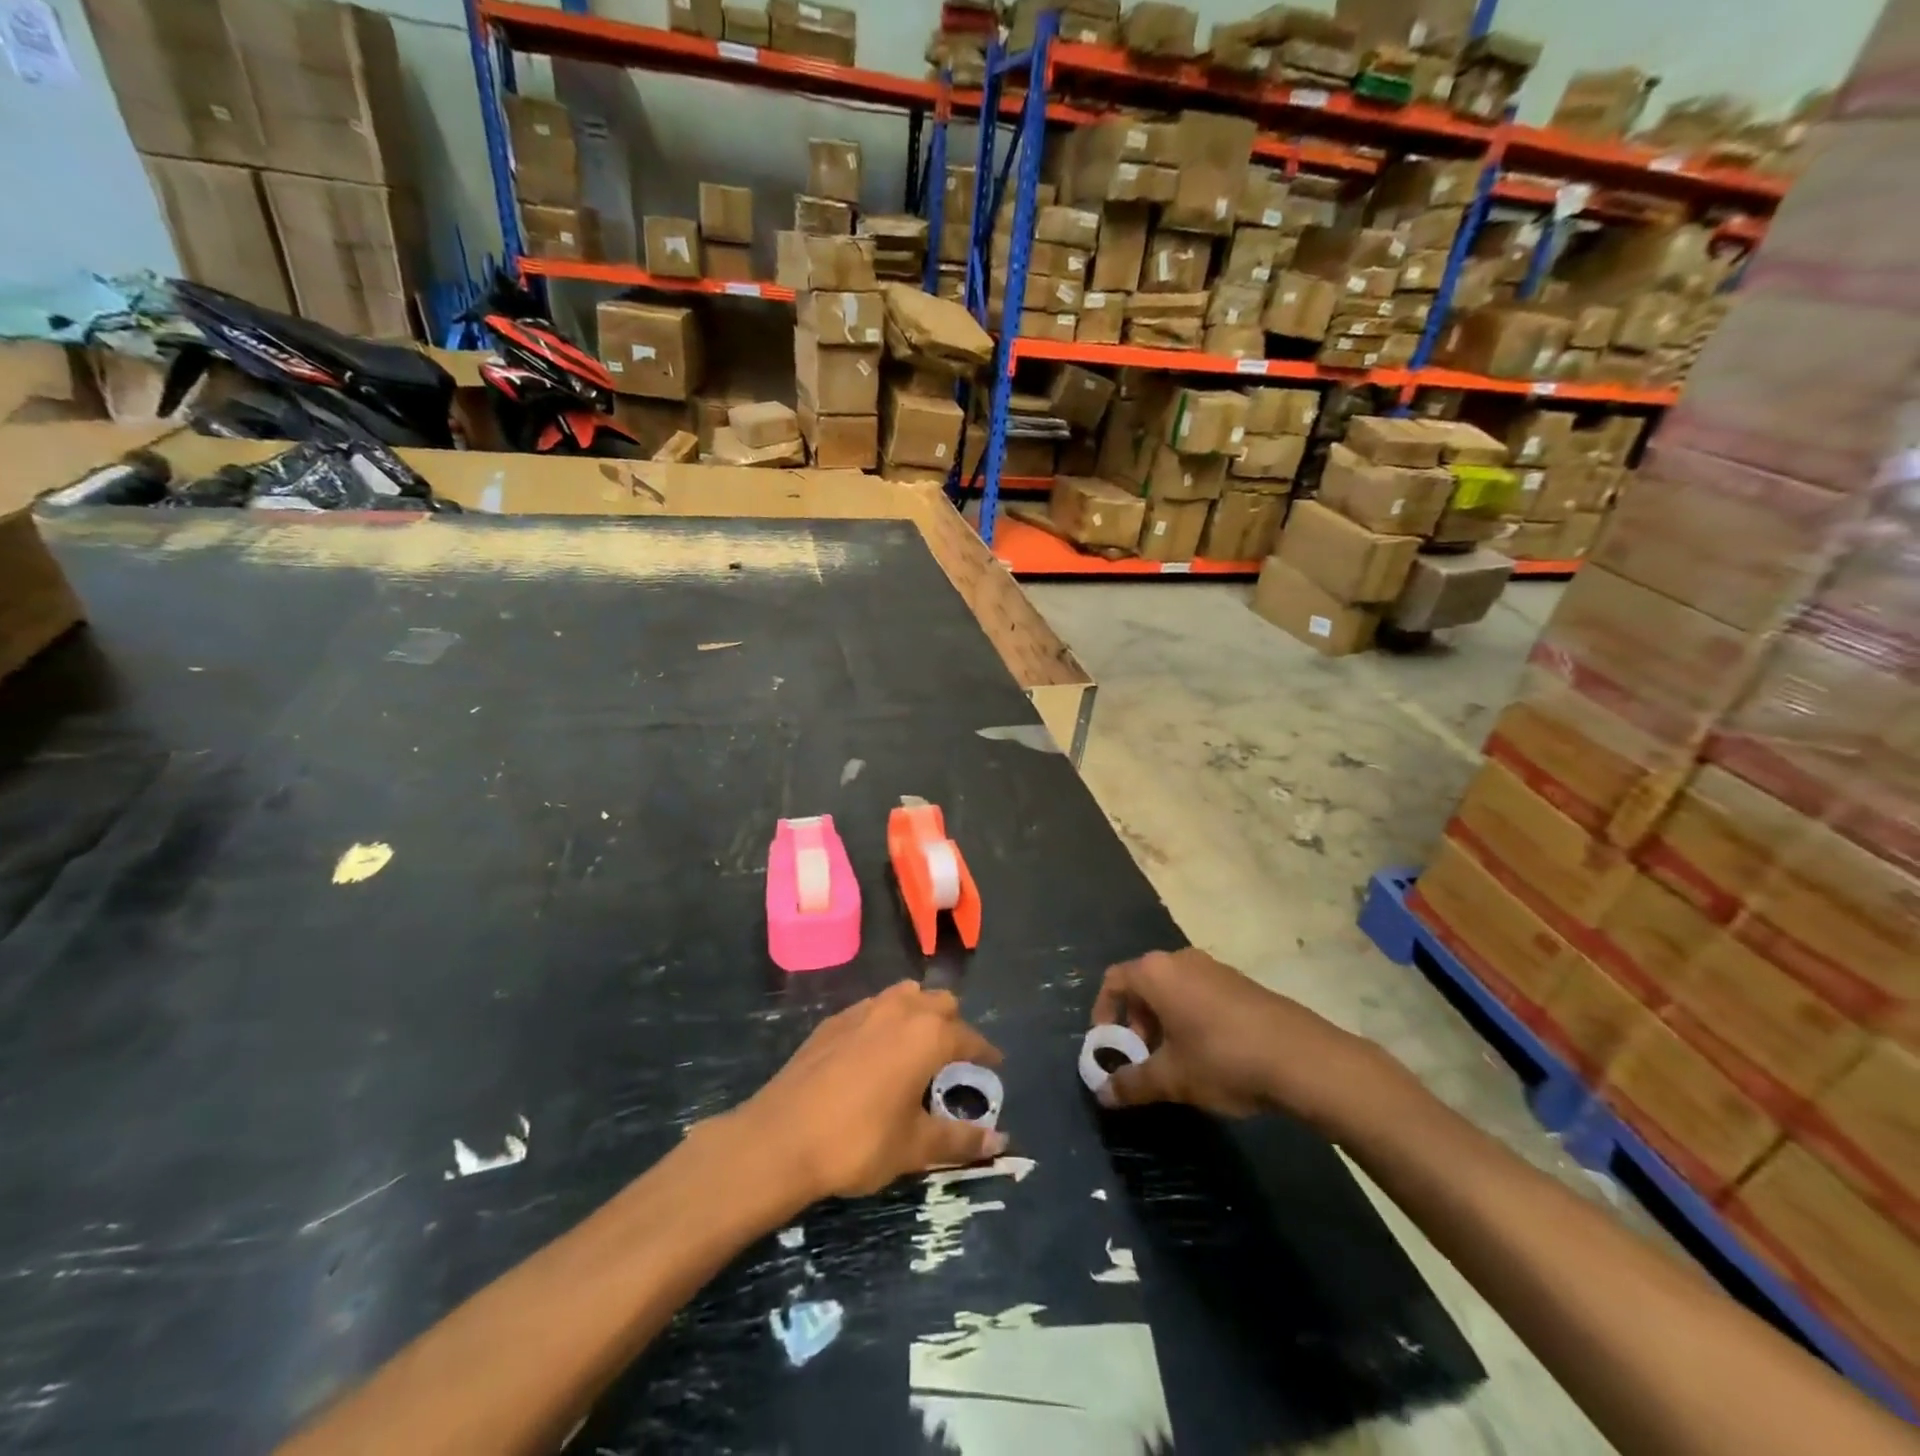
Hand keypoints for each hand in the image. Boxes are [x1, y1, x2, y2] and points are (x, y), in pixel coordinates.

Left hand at [732, 981, 1006, 1201]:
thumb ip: (960, 1140)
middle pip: (939, 1002)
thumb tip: (1001, 1143)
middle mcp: (900, 1010)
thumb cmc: (859, 1142)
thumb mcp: (915, 1147)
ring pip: (905, 996)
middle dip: (954, 1024)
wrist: (780, 1138)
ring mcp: (863, 1010)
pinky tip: (876, 1053)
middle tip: (955, 1057)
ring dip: (919, 1013)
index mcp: (927, 1035)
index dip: (985, 1052)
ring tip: (918, 1048)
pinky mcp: (833, 1021)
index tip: (995, 1064)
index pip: (969, 1036)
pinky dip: (886, 1021)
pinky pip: (873, 1007)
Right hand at [1092, 949, 1379, 1124]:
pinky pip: (1199, 994)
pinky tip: (1210, 1055)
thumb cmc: (1223, 1059)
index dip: (1104, 1014)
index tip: (1111, 1048)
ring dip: (1164, 1023)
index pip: (1113, 982)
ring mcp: (1213, 968)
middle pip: (1143, 985)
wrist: (1302, 1058)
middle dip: (1136, 1023)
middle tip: (1144, 1059)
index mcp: (1156, 973)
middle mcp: (1181, 960)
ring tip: (1177, 1062)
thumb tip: (1102, 1094)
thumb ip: (1132, 1084)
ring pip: (1173, 991)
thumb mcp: (1172, 1078)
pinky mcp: (1239, 982)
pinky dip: (1191, 1018)